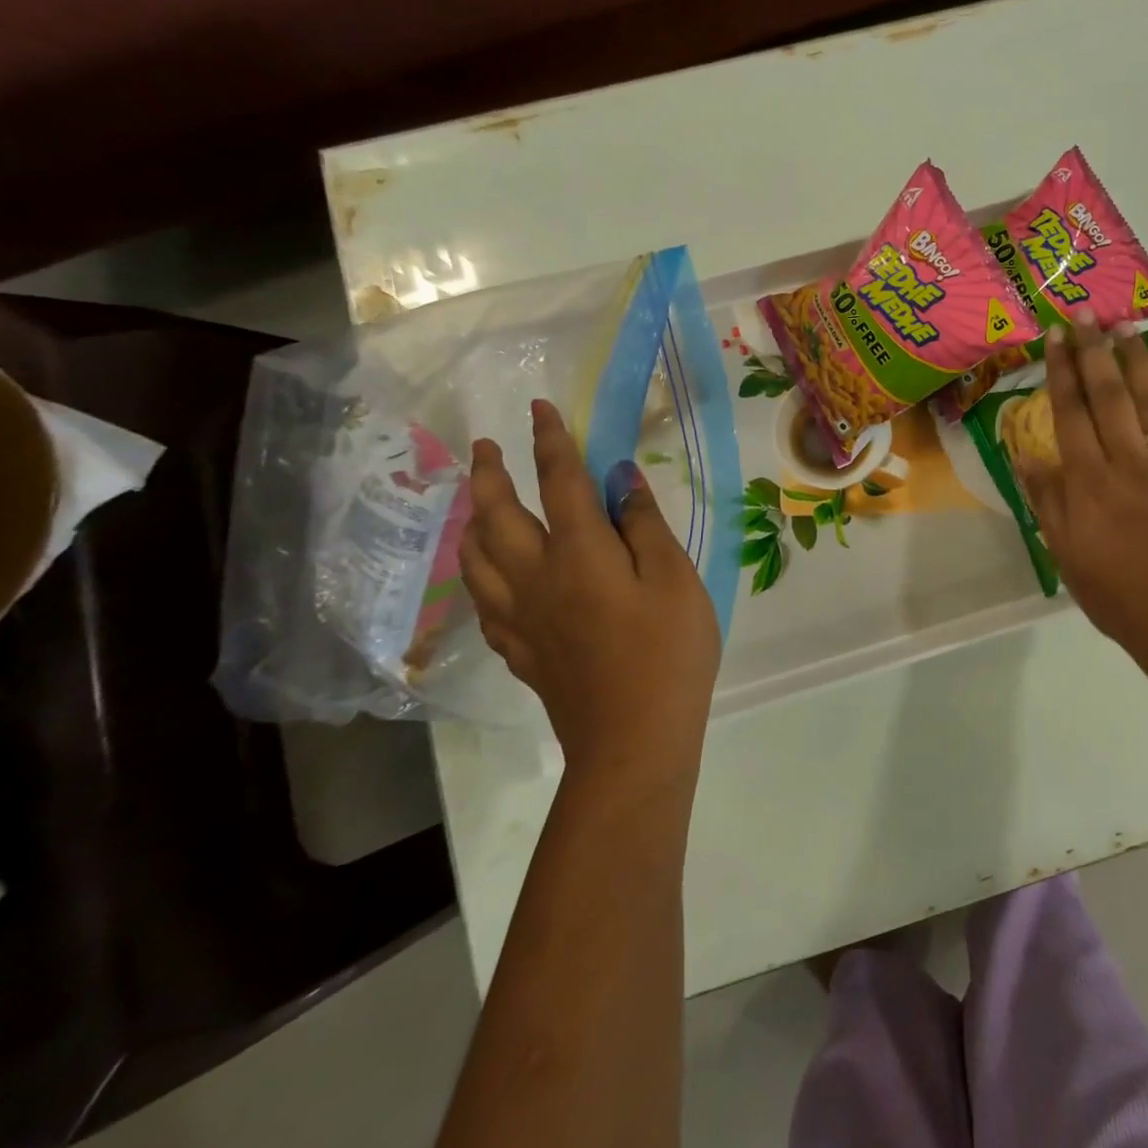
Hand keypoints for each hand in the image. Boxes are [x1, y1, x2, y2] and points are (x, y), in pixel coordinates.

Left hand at [461, 399, 720, 783]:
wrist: (634, 738)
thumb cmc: (668, 652)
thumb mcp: (675, 580)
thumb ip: (646, 527)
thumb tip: (622, 480)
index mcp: (581, 554)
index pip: (559, 483)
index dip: (549, 441)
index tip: (538, 408)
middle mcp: (537, 578)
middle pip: (497, 516)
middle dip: (489, 474)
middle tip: (486, 447)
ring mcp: (520, 618)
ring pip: (476, 557)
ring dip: (471, 519)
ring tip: (474, 501)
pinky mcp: (519, 650)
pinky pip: (482, 600)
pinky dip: (477, 572)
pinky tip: (486, 574)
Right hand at [1015, 313, 1147, 670]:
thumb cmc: (1115, 594)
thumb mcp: (1064, 553)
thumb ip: (1046, 500)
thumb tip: (1024, 454)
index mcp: (1090, 481)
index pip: (1070, 413)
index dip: (1061, 371)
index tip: (1056, 336)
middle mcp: (1129, 462)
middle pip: (1109, 397)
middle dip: (1095, 352)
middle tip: (1085, 314)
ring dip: (1139, 363)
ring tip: (1126, 328)